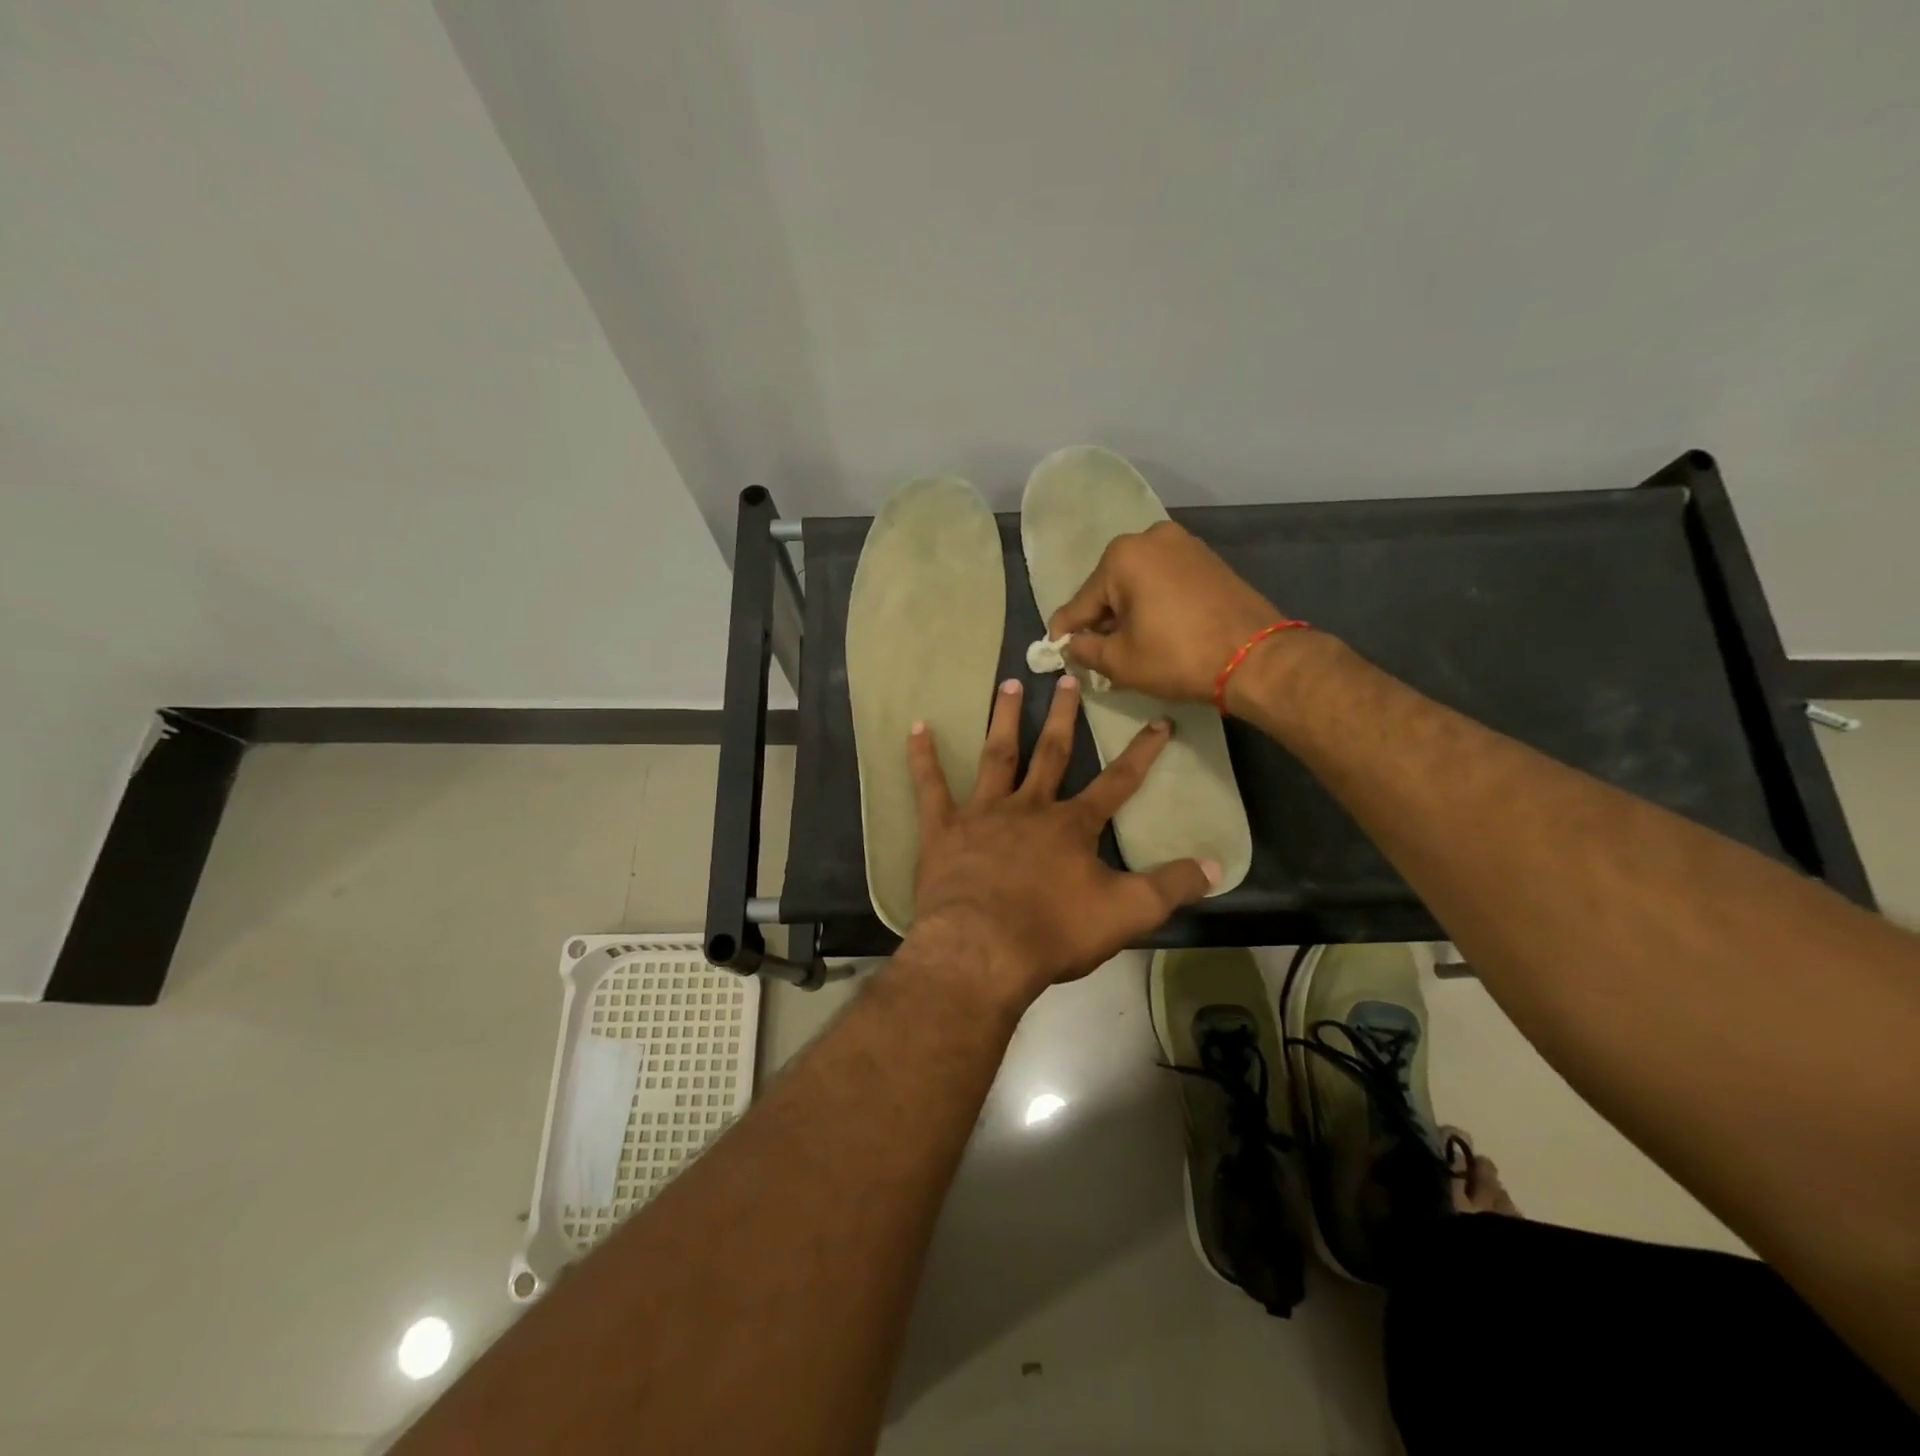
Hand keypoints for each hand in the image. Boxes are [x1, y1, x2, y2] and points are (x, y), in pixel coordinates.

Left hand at [904, 674, 1216, 1004]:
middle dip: (1062, 716)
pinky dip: (923, 757)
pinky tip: (916, 727)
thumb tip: (1216, 865)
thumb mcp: (1126, 914)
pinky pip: (930, 787)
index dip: (1141, 753)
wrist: (982, 949)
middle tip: (1065, 677)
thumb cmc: (1053, 932)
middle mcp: (1028, 808)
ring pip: (996, 756)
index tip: (1159, 722)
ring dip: (1003, 719)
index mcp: (1071, 826)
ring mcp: (982, 814)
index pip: (1117, 782)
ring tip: (1008, 683)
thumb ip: (1170, 887)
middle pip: (1050, 752)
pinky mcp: (943, 829)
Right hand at [1047, 521, 1290, 704]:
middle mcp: (1150, 538)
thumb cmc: (1178, 657)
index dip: (1066, 631)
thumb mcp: (1120, 661)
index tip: (1055, 650)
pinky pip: (1164, 581)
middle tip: (1096, 654)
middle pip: (1109, 587)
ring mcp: (1183, 544)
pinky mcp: (1206, 558)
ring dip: (1127, 612)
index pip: (1081, 602)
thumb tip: (1071, 644)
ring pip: (1137, 583)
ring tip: (1127, 646)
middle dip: (1101, 620)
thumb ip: (1084, 650)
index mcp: (1123, 556)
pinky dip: (1153, 603)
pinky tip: (1154, 630)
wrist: (1255, 658)